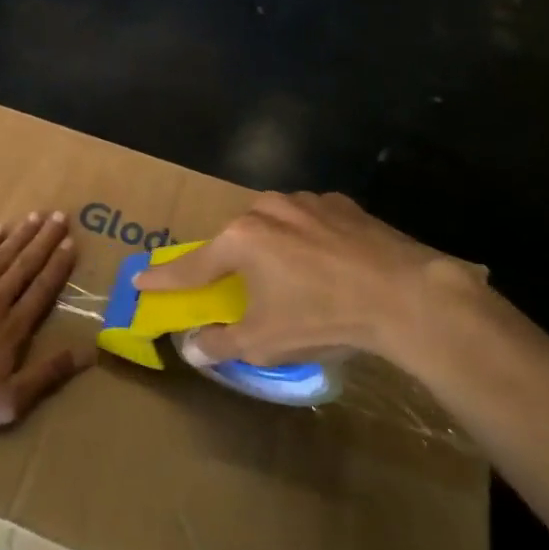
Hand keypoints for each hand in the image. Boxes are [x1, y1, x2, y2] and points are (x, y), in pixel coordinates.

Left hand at [0, 211, 89, 441]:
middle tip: (60, 216)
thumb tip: (89, 352)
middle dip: (44, 241)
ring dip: (19, 236)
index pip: (41, 290)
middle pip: (24, 266)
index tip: (71, 242)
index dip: (58, 266)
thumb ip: (48, 375)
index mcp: (12, 329)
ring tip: (36, 216)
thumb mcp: (8, 402)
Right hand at [134, 191, 480, 369]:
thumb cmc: (324, 317)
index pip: (192, 265)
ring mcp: (306, 201)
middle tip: (237, 287)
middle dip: (231, 263)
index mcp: (241, 239)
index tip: (140, 279)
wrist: (408, 296)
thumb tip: (192, 348)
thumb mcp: (265, 341)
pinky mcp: (343, 204)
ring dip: (273, 249)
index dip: (165, 278)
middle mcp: (266, 209)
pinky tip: (328, 264)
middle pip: (235, 240)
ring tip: (293, 279)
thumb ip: (221, 343)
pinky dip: (308, 240)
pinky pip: (310, 222)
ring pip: (274, 226)